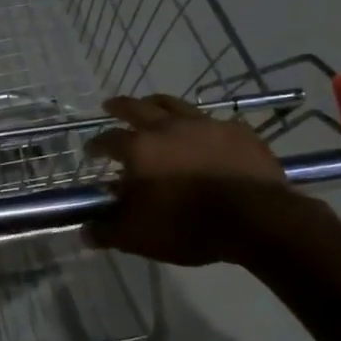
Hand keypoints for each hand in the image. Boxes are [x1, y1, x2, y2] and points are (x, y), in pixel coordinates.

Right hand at [85, 95, 309, 266]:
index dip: (96, 145)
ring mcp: (206, 125)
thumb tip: (85, 232)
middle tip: (111, 105)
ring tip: (152, 105)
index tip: (90, 150)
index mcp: (140, 149)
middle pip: (138, 107)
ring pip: (175, 105)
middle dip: (120, 106)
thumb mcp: (138, 237)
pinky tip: (204, 133)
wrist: (254, 218)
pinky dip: (202, 126)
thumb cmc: (187, 226)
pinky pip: (214, 121)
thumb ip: (108, 232)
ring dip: (158, 104)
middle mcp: (168, 128)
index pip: (108, 140)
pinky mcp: (238, 132)